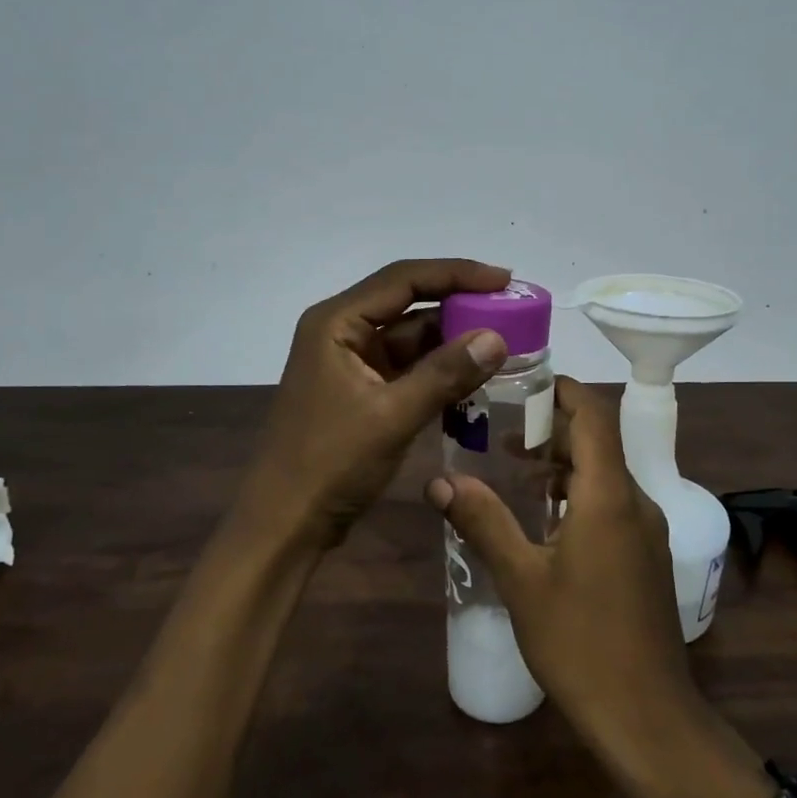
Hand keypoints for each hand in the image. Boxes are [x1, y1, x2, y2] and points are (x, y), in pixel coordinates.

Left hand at [248, 258, 512, 546]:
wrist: (285, 523)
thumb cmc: (330, 463)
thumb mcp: (392, 416)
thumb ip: (445, 373)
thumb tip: (496, 337)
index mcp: (337, 322)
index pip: (404, 279)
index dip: (457, 273)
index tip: (505, 280)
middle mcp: (342, 331)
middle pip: (408, 302)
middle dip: (459, 303)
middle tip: (511, 309)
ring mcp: (351, 361)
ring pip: (411, 336)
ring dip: (453, 338)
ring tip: (504, 339)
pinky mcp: (361, 389)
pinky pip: (408, 366)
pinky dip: (440, 368)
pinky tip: (476, 373)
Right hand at [426, 377, 696, 747]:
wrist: (647, 716)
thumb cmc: (580, 642)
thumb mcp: (522, 580)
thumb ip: (484, 522)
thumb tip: (439, 480)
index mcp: (609, 495)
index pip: (595, 414)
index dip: (563, 390)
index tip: (522, 385)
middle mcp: (636, 501)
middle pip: (598, 441)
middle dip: (552, 429)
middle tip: (500, 432)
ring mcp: (646, 531)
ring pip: (605, 474)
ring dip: (563, 464)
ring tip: (513, 470)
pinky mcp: (646, 556)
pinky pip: (612, 503)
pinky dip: (578, 494)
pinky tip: (544, 520)